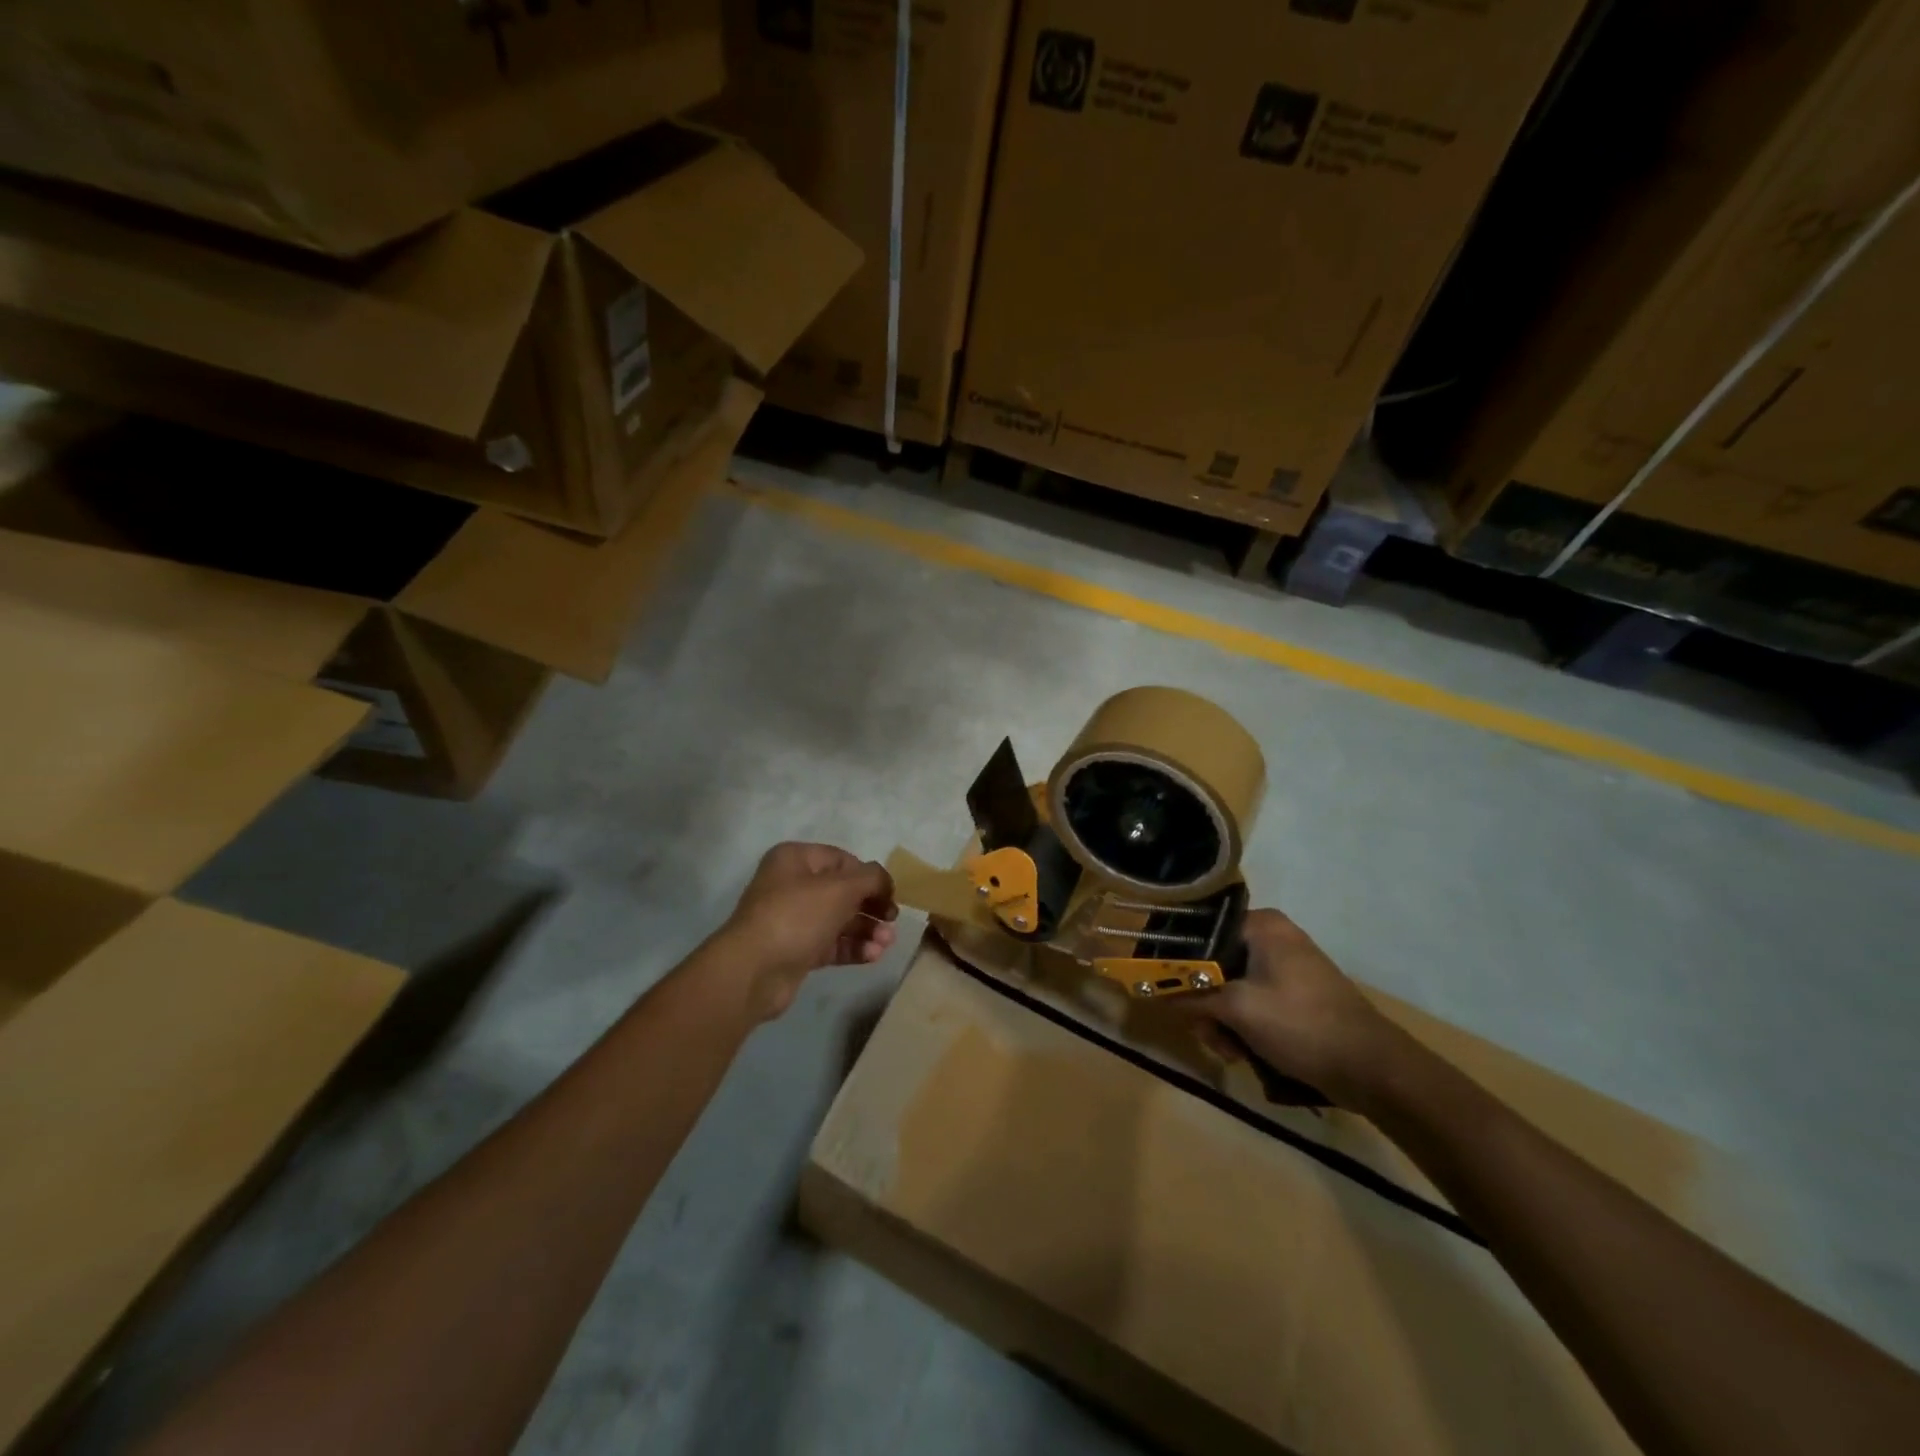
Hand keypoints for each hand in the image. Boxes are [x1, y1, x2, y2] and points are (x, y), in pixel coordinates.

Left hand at [719, 843, 898, 1019]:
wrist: (753, 971)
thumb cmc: (797, 916)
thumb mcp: (841, 888)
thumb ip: (871, 878)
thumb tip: (884, 881)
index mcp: (796, 860)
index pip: (842, 860)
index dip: (870, 876)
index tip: (890, 895)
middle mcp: (791, 885)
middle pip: (842, 892)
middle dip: (871, 907)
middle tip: (892, 921)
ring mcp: (792, 920)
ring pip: (838, 920)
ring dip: (866, 930)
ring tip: (887, 943)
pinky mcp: (795, 951)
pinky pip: (831, 944)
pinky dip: (853, 948)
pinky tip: (874, 956)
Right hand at [1184, 910, 1403, 1107]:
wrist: (1373, 1069)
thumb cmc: (1300, 1024)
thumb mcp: (1237, 1009)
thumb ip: (1190, 996)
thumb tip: (1150, 991)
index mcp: (1262, 926)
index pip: (1201, 931)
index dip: (1178, 962)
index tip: (1166, 991)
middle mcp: (1274, 938)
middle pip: (1214, 964)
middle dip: (1205, 1004)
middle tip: (1208, 1034)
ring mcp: (1287, 968)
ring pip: (1232, 989)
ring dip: (1223, 1022)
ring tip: (1231, 1052)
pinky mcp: (1297, 996)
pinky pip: (1254, 1003)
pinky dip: (1244, 1027)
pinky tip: (1246, 1053)